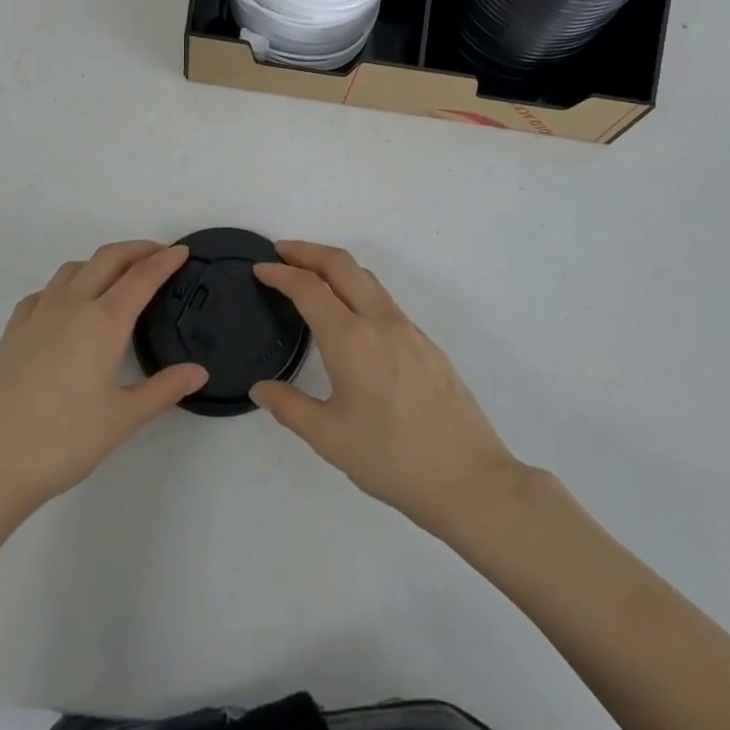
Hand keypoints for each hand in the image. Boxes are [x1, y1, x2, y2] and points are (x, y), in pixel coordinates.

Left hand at [0, 242, 206, 528]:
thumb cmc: (62, 442)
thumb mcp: (123, 420)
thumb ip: (164, 390)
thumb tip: (199, 371)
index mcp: (104, 321)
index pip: (142, 277)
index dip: (165, 260)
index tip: (183, 250)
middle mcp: (71, 306)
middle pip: (108, 259)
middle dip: (137, 249)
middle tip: (159, 253)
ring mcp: (37, 315)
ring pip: (74, 268)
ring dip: (101, 261)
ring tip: (117, 276)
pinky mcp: (12, 332)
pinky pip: (44, 291)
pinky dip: (66, 284)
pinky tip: (66, 306)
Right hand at [250, 242, 523, 538]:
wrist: (470, 478)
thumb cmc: (392, 459)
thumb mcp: (330, 438)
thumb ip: (290, 407)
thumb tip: (261, 388)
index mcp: (351, 339)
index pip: (308, 288)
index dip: (280, 273)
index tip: (260, 269)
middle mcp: (380, 321)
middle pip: (341, 264)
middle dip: (308, 251)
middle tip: (282, 252)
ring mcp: (408, 329)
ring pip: (367, 279)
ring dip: (335, 267)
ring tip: (312, 276)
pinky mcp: (427, 343)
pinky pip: (384, 300)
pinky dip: (358, 289)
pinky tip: (351, 317)